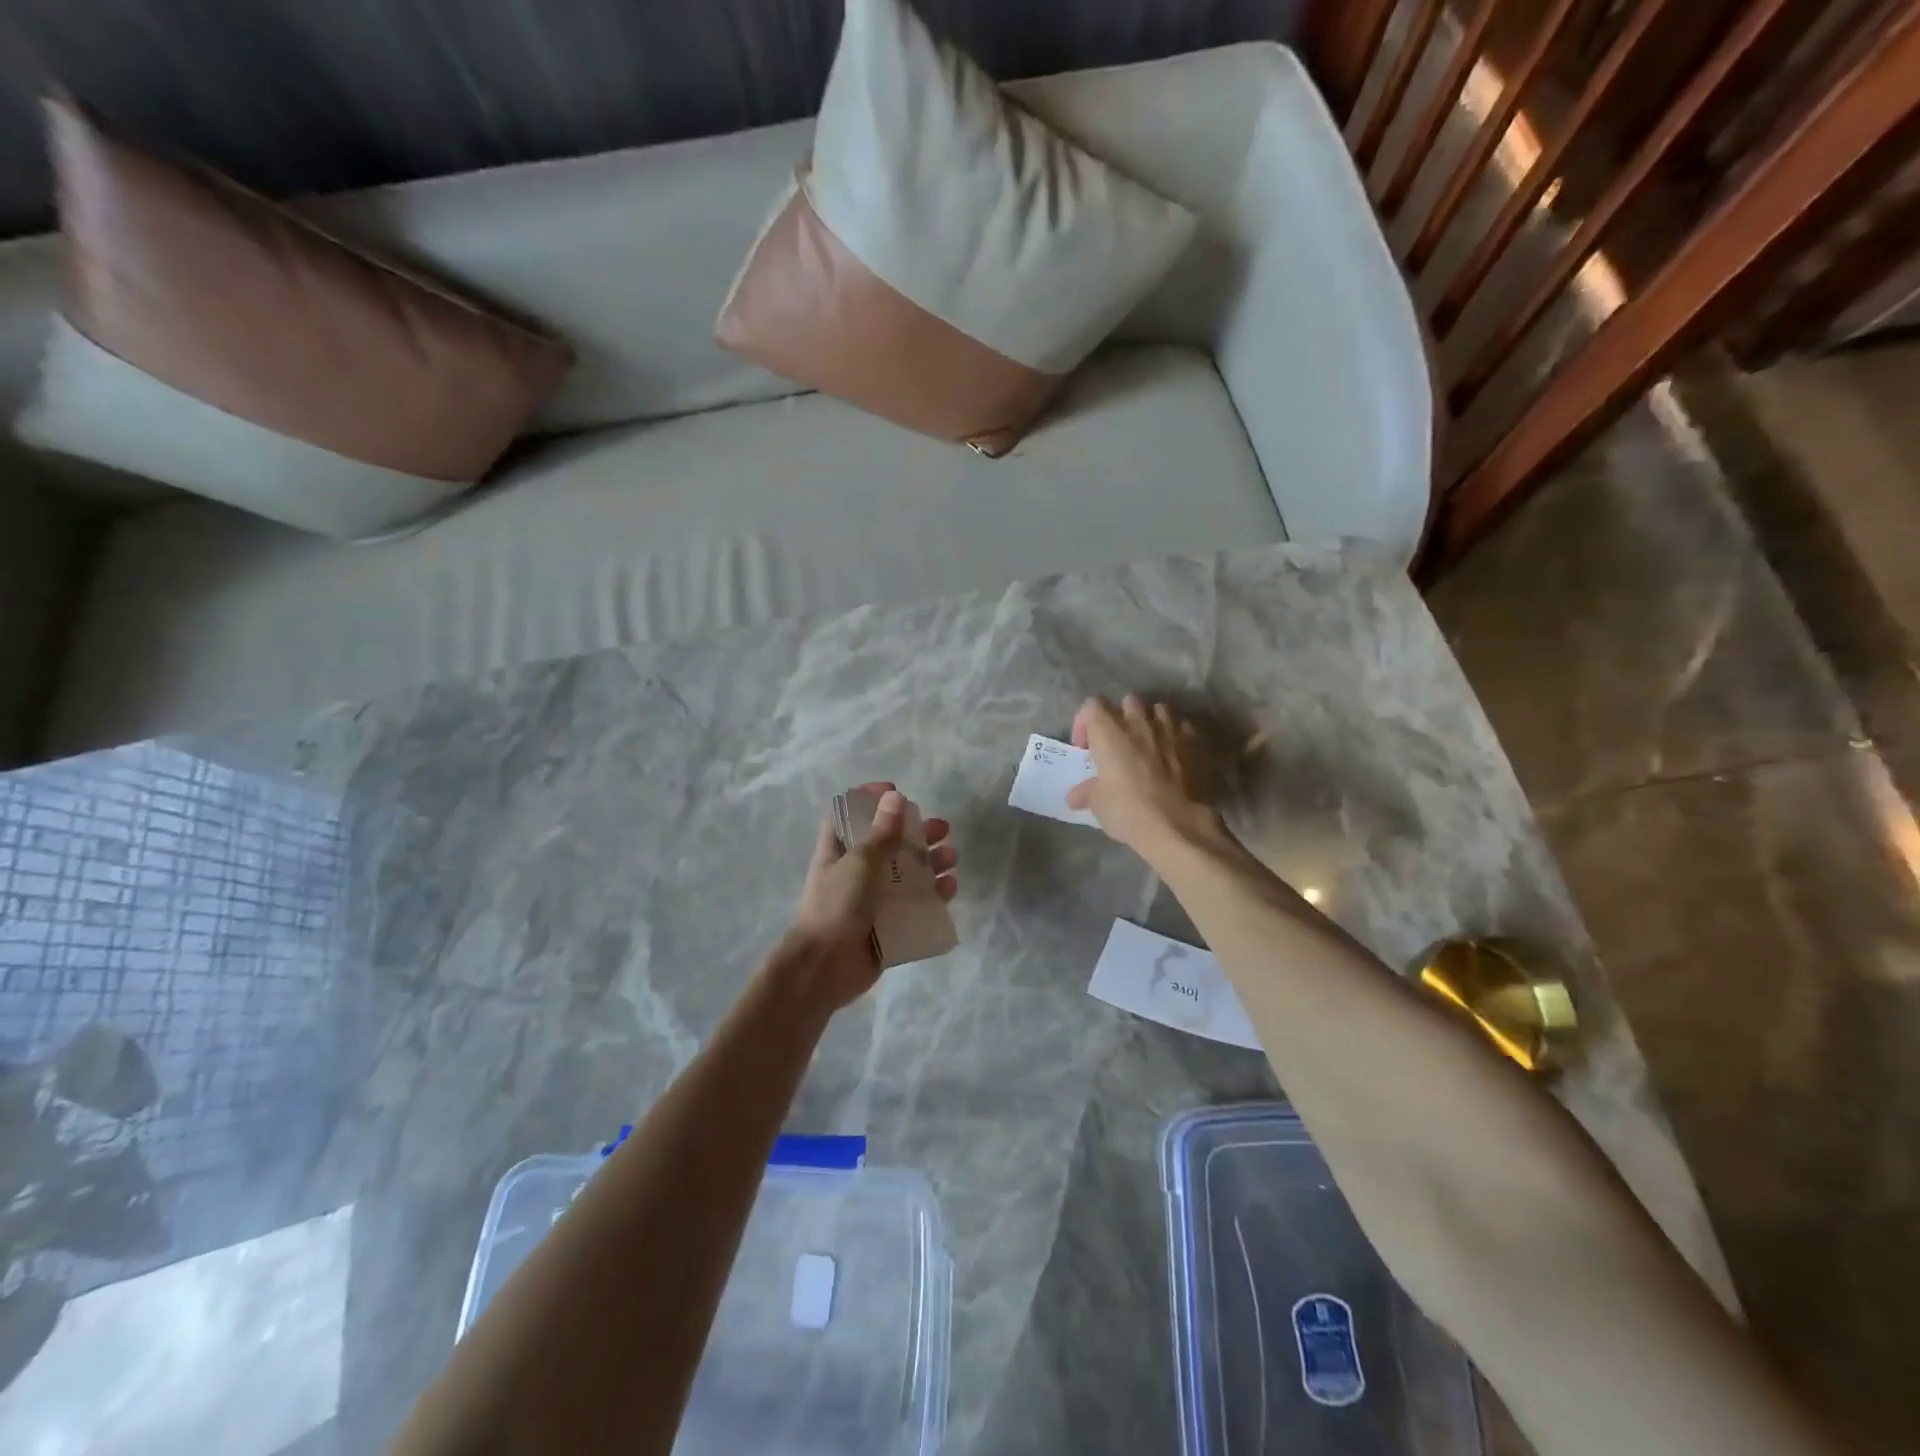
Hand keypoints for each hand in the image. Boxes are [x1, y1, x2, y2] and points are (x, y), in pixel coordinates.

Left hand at [787, 783, 957, 1010]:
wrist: (824, 968)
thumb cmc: (836, 906)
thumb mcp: (860, 863)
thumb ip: (881, 833)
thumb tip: (896, 797)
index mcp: (838, 850)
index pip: (850, 814)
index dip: (869, 800)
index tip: (896, 792)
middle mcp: (856, 871)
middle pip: (889, 843)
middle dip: (916, 833)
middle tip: (942, 829)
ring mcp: (873, 899)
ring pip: (907, 874)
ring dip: (931, 863)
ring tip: (951, 859)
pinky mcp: (888, 925)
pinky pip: (916, 905)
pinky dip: (933, 895)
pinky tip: (949, 889)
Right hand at [1066, 696, 1222, 858]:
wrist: (1176, 824)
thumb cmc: (1127, 810)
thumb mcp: (1098, 804)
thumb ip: (1086, 792)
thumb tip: (1075, 796)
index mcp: (1108, 732)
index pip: (1092, 705)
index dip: (1085, 722)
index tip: (1085, 747)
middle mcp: (1138, 723)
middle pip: (1128, 701)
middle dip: (1121, 716)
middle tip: (1118, 742)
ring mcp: (1170, 729)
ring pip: (1159, 709)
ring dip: (1151, 721)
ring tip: (1148, 743)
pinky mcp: (1194, 743)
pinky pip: (1183, 726)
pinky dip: (1176, 735)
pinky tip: (1174, 754)